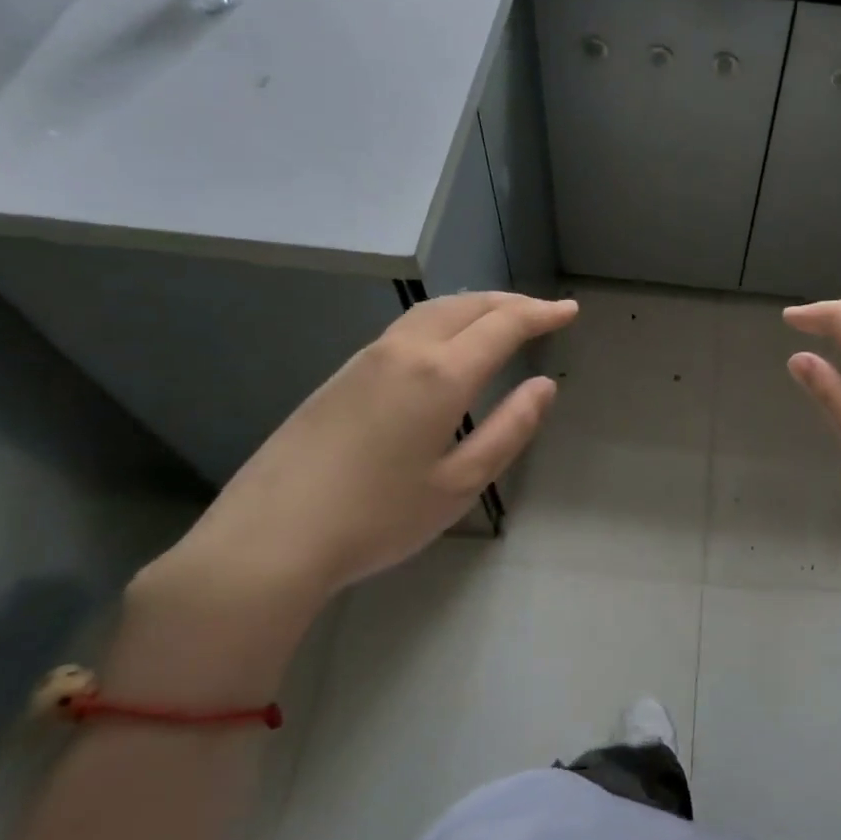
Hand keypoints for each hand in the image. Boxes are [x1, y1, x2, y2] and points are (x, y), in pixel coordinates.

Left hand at [159, 292, 577, 607]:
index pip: (503, 325)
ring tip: (502, 319)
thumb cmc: (378, 518)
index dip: (541, 313)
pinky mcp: (342, 374)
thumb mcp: (460, 484)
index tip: (569, 310)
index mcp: (441, 375)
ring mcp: (367, 358)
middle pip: (467, 305)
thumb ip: (509, 429)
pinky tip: (447, 344)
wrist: (270, 537)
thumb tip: (544, 385)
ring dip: (476, 306)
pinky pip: (407, 328)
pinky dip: (444, 320)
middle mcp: (405, 351)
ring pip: (432, 310)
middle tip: (543, 311)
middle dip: (511, 302)